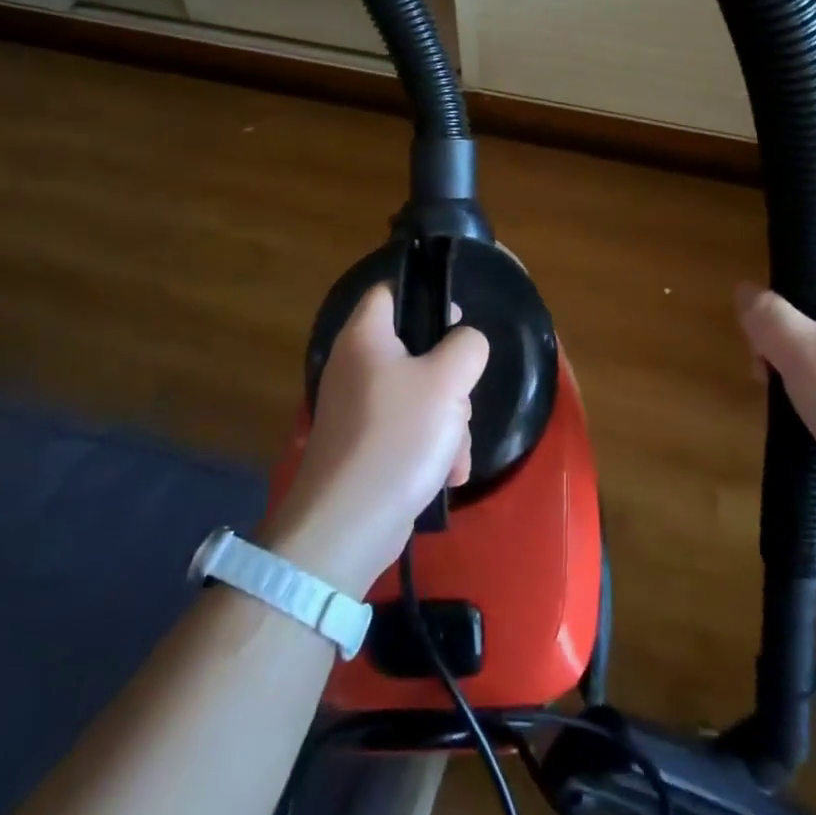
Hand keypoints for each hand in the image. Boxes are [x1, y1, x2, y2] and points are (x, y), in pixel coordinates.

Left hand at [267, 285, 488, 598]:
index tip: (457, 320)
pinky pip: (408, 430)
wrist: (348, 524)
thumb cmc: (398, 437)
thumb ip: (467, 346)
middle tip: (460, 399)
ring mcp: (358, 409)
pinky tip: (447, 475)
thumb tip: (466, 342)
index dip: (425, 295)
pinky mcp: (365, 445)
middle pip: (415, 348)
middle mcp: (355, 366)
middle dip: (450, 378)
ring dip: (448, 421)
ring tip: (455, 452)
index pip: (390, 290)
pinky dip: (431, 448)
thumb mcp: (447, 380)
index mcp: (365, 337)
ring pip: (419, 394)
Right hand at [736, 231, 815, 508]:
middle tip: (762, 343)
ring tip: (772, 378)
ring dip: (793, 346)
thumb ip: (767, 315)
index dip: (806, 242)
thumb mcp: (802, 354)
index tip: (770, 270)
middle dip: (786, 312)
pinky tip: (796, 397)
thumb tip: (746, 292)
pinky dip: (813, 369)